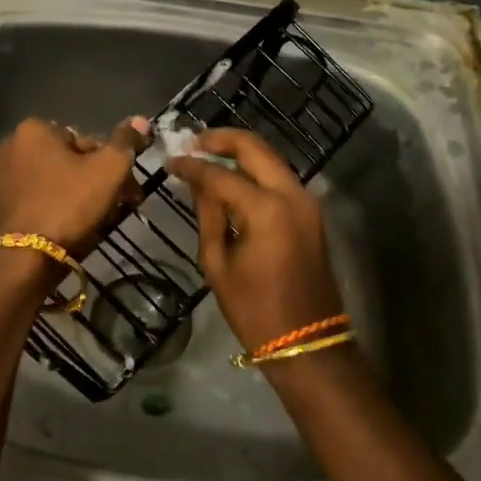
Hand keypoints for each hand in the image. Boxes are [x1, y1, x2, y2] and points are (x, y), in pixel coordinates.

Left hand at [0, 116, 150, 253]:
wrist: (24, 259)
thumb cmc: (68, 205)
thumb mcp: (108, 170)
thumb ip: (126, 142)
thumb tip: (141, 120)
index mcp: (34, 129)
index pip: (87, 140)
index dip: (113, 165)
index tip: (127, 189)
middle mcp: (12, 146)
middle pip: (71, 161)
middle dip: (97, 182)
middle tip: (119, 206)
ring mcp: (2, 177)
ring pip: (56, 182)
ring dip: (80, 197)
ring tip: (98, 221)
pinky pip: (39, 200)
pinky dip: (58, 209)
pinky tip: (72, 230)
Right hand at [166, 127, 344, 352]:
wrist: (307, 341)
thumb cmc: (254, 309)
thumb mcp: (218, 263)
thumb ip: (208, 214)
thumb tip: (196, 181)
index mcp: (266, 209)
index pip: (220, 174)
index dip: (192, 165)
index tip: (170, 161)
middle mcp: (291, 194)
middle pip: (254, 148)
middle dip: (222, 139)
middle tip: (193, 141)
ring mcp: (306, 201)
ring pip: (270, 159)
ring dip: (240, 152)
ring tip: (208, 155)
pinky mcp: (310, 212)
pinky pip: (279, 178)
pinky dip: (255, 170)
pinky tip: (232, 177)